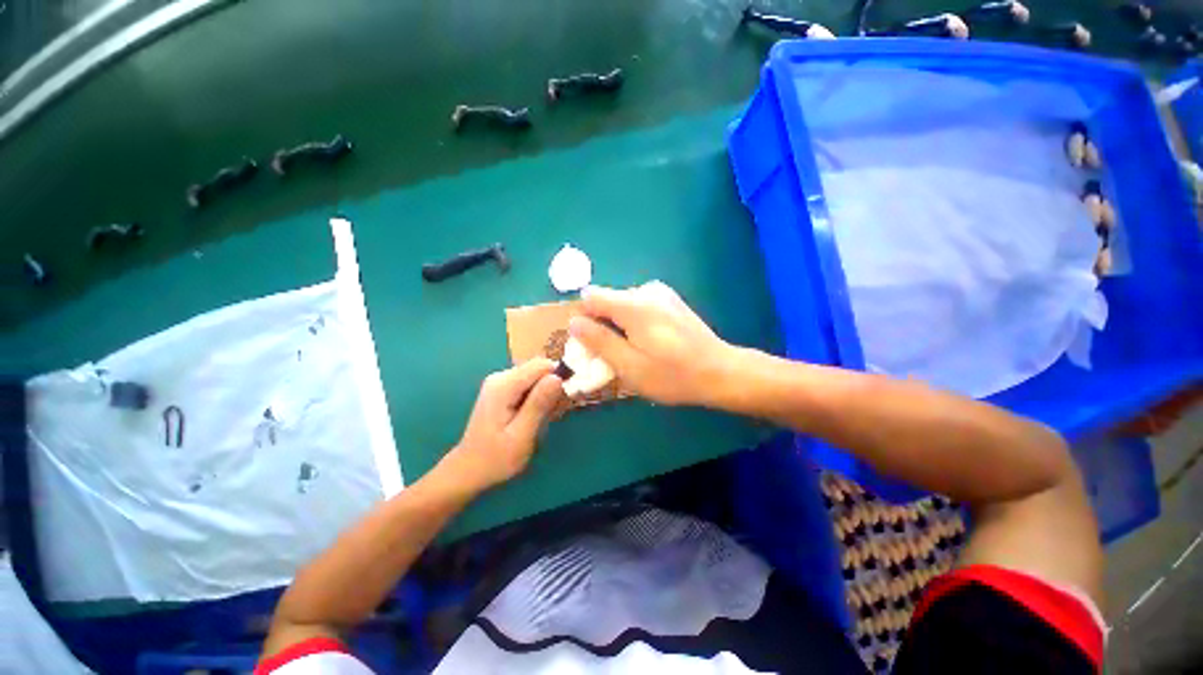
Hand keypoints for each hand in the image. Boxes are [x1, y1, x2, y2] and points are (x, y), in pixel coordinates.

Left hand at [444, 359, 566, 491]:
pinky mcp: (503, 389)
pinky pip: (529, 384)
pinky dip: (538, 398)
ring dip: (546, 394)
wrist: (469, 471)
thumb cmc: (496, 458)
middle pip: (539, 369)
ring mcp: (500, 382)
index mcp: (504, 385)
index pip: (542, 365)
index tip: (562, 401)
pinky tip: (534, 417)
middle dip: (552, 388)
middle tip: (553, 414)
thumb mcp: (522, 435)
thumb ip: (539, 404)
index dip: (558, 378)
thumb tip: (557, 377)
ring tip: (543, 419)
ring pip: (536, 377)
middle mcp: (501, 377)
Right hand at [568, 282, 734, 406]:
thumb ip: (599, 341)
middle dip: (602, 325)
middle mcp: (646, 290)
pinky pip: (639, 307)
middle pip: (607, 301)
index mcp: (634, 304)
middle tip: (613, 355)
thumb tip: (574, 321)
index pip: (591, 297)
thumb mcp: (629, 366)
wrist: (720, 372)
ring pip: (623, 305)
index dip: (584, 318)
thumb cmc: (672, 375)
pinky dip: (634, 323)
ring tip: (634, 352)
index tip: (590, 343)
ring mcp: (661, 293)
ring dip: (619, 326)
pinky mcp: (670, 300)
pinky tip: (650, 343)